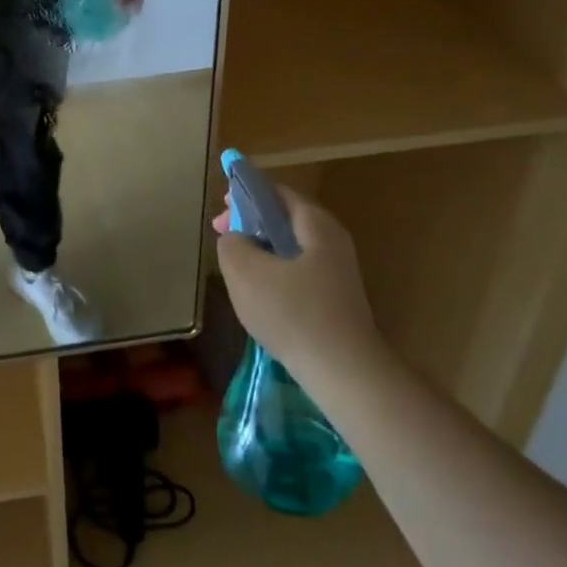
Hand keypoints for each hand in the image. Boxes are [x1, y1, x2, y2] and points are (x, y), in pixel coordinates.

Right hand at [214, 184, 383, 375]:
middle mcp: (333, 241)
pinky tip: (262, 298)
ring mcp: (339, 273)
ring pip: (292, 249)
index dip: (244, 195)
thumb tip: (236, 239)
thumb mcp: (244, 270)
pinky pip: (301, 274)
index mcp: (315, 224)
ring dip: (263, 251)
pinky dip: (277, 275)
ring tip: (238, 269)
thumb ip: (232, 243)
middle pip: (286, 219)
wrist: (345, 373)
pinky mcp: (338, 301)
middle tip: (224, 238)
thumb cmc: (292, 312)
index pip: (276, 192)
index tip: (220, 213)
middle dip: (252, 224)